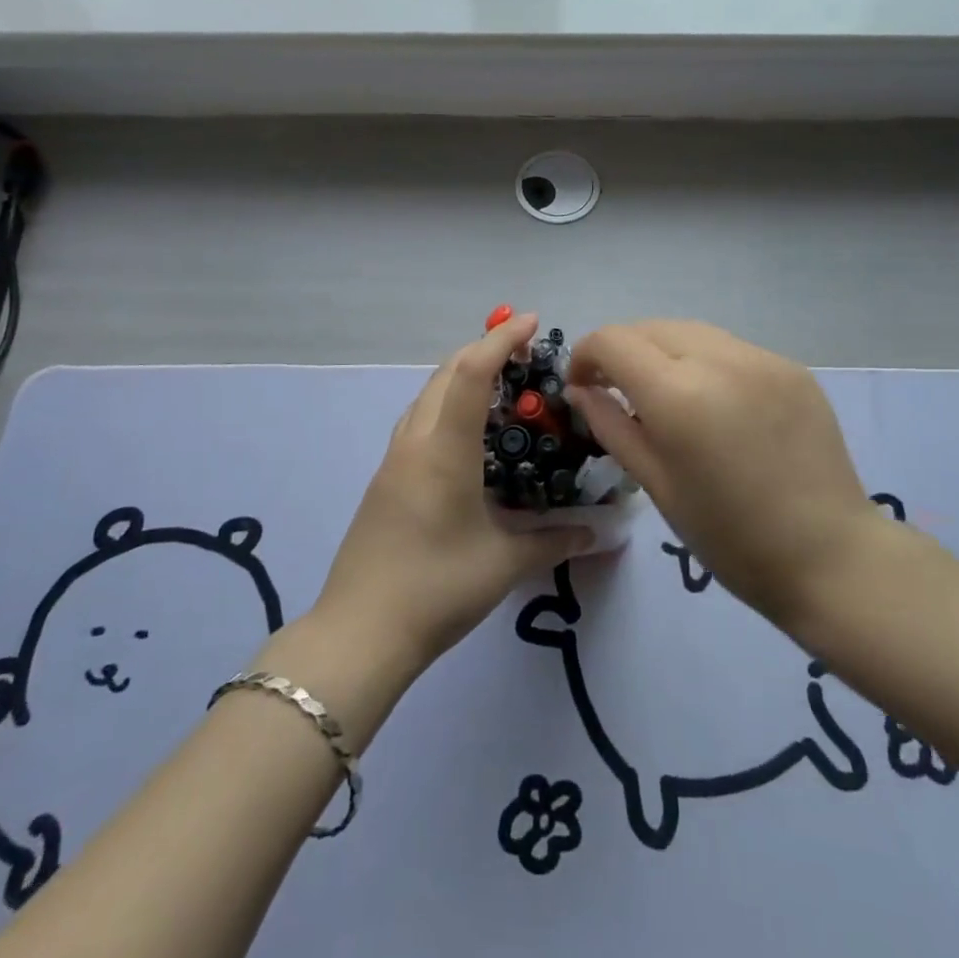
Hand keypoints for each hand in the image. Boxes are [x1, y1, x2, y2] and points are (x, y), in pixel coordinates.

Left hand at [314, 311, 593, 676]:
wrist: (358, 634)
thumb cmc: (436, 588)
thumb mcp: (504, 564)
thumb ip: (555, 540)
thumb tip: (600, 531)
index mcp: (443, 449)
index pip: (471, 373)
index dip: (502, 340)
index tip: (533, 323)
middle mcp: (415, 442)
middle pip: (445, 373)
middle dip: (483, 350)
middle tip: (525, 354)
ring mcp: (394, 460)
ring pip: (427, 395)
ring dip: (461, 377)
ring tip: (501, 388)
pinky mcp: (386, 480)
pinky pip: (419, 421)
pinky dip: (447, 405)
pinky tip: (469, 436)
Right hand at [567, 320, 888, 631]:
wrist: (831, 557)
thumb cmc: (730, 536)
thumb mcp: (656, 484)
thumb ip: (611, 425)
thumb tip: (581, 390)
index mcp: (678, 393)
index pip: (612, 341)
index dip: (585, 356)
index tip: (581, 387)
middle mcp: (719, 359)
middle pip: (650, 327)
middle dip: (623, 351)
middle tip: (618, 392)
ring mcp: (762, 359)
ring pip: (691, 331)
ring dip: (663, 352)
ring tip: (666, 397)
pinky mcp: (792, 367)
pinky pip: (731, 349)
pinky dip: (706, 363)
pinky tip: (715, 404)